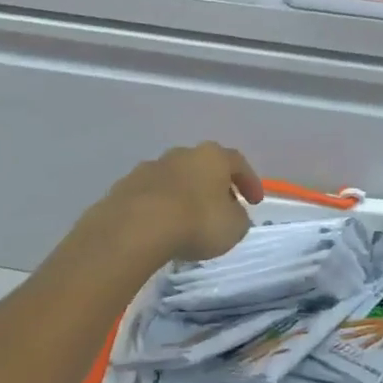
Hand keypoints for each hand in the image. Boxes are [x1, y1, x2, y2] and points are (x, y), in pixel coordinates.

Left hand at [98, 143, 260, 264]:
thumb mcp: (233, 228)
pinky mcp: (126, 186)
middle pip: (204, 166)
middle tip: (222, 208)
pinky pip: (151, 195)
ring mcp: (151, 167)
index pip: (238, 162)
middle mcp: (182, 154)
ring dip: (185, 195)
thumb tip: (234, 214)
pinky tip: (161, 228)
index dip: (250, 181)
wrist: (136, 227)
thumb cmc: (196, 222)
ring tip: (188, 221)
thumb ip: (238, 218)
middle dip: (214, 186)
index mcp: (212, 156)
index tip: (256, 202)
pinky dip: (160, 207)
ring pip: (175, 179)